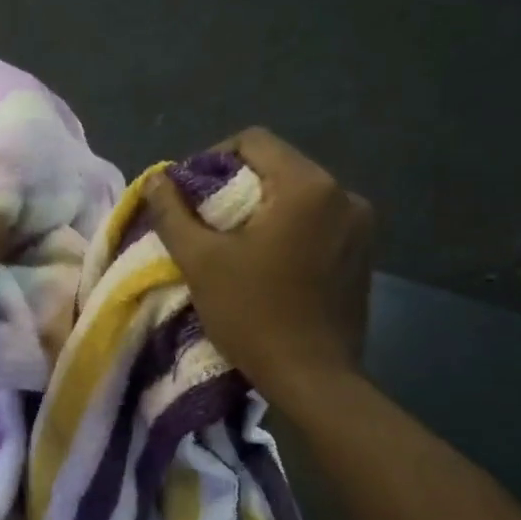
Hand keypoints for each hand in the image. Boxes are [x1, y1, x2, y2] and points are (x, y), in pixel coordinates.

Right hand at [143, 128, 372, 404]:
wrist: (312, 378)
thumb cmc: (253, 315)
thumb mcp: (200, 261)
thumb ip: (173, 213)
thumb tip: (156, 179)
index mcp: (307, 187)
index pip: (254, 141)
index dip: (213, 158)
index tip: (190, 194)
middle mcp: (344, 195)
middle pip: (278, 166)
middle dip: (236, 185)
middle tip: (204, 220)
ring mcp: (361, 225)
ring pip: (298, 195)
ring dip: (262, 208)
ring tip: (233, 243)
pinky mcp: (364, 253)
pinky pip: (317, 222)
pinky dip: (288, 228)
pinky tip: (268, 261)